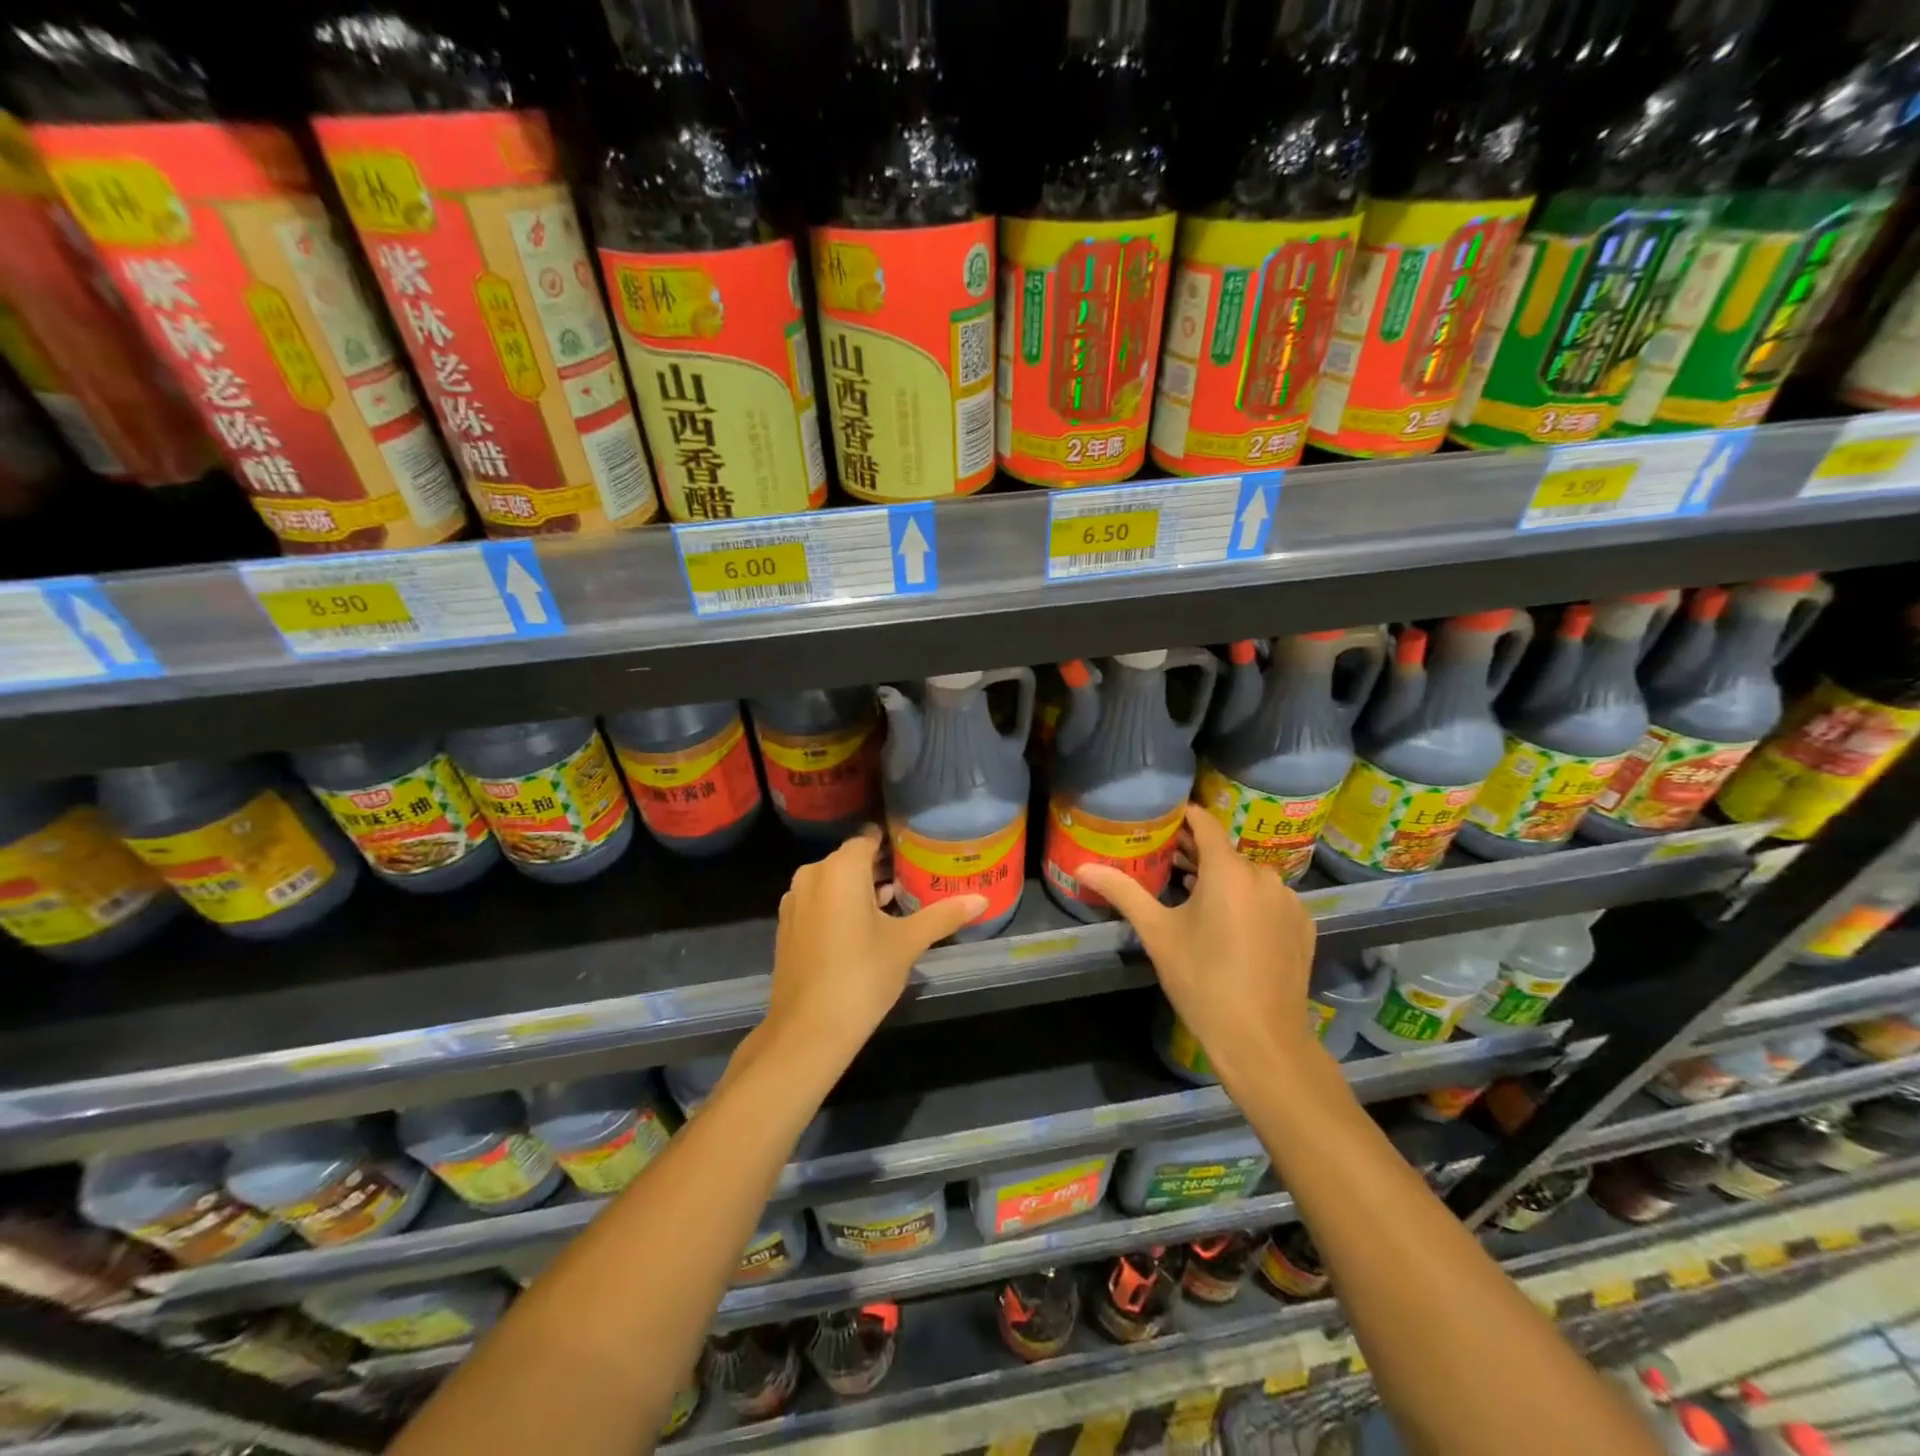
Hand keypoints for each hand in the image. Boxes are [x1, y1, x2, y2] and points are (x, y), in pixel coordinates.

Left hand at [763, 826, 984, 1060]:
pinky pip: (818, 901)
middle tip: (912, 881)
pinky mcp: (787, 925)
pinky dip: (839, 905)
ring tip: (893, 905)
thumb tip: (981, 900)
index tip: (916, 853)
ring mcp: (795, 900)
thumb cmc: (862, 976)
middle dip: (879, 868)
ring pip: (833, 881)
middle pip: (850, 859)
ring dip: (859, 888)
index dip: (893, 844)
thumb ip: (943, 915)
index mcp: (841, 868)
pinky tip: (862, 928)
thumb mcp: (908, 943)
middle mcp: (813, 874)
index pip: (869, 839)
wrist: (808, 1030)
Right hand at [1078, 805, 1317, 1086]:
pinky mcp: (1303, 926)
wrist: (1262, 1040)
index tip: (1162, 816)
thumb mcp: (1157, 933)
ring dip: (1222, 878)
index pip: (1205, 824)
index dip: (1183, 816)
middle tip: (1166, 858)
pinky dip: (1248, 900)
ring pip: (1249, 876)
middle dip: (1196, 851)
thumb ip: (1123, 892)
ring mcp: (1290, 901)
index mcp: (1229, 870)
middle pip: (1225, 852)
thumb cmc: (1202, 980)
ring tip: (1193, 891)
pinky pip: (1269, 900)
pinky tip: (1229, 923)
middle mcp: (1265, 876)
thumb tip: (1082, 869)